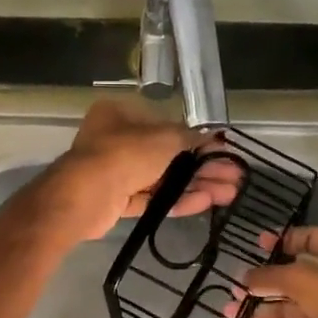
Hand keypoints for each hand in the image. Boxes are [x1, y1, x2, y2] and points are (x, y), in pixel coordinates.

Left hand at [43, 100, 239, 242]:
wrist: (84, 195)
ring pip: (163, 178)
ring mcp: (116, 171)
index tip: (223, 151)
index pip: (167, 125)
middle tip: (233, 178)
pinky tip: (205, 203)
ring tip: (229, 195)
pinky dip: (177, 200)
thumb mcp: (164, 138)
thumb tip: (214, 136)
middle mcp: (117, 140)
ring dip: (195, 185)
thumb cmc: (124, 154)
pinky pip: (152, 198)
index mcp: (122, 114)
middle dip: (202, 167)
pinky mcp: (117, 199)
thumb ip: (190, 137)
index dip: (198, 139)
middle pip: (168, 154)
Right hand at [241, 226, 317, 317]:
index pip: (309, 239)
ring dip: (263, 309)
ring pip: (294, 306)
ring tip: (230, 312)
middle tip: (233, 287)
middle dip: (264, 282)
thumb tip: (246, 277)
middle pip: (296, 276)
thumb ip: (273, 276)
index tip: (253, 245)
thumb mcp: (308, 280)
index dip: (281, 241)